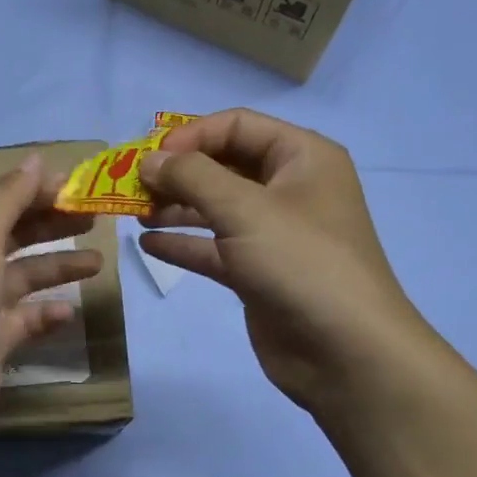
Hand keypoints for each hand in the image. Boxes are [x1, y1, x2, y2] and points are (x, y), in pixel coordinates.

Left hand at [0, 156, 100, 447]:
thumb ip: (8, 197)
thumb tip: (36, 160)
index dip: (30, 188)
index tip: (74, 186)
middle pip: (9, 234)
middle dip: (49, 224)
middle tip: (93, 217)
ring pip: (21, 276)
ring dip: (56, 266)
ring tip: (97, 262)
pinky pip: (24, 318)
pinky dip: (46, 312)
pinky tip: (68, 311)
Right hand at [139, 109, 436, 411]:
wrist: (343, 350)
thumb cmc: (300, 263)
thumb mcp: (245, 209)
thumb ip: (192, 177)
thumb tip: (149, 161)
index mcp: (301, 157)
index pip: (237, 126)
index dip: (191, 135)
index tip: (149, 159)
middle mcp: (289, 189)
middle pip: (223, 165)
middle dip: (178, 173)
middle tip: (133, 187)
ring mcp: (273, 233)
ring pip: (215, 208)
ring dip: (175, 207)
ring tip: (134, 213)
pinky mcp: (257, 272)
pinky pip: (214, 247)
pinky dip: (183, 243)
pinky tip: (148, 244)